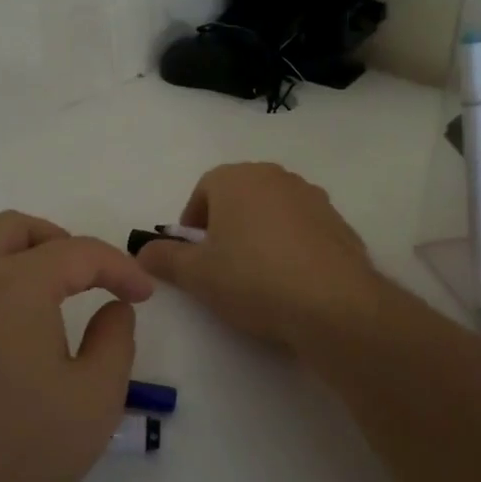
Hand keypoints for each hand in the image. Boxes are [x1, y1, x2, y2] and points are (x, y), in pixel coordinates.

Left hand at [0, 211, 153, 481]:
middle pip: (16, 228)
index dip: (118, 267)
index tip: (141, 294)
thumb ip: (116, 339)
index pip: (78, 252)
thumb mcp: (95, 400)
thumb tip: (114, 307)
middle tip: (90, 278)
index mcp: (14, 283)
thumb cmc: (18, 455)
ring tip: (36, 288)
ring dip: (11, 251)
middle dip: (62, 243)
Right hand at [136, 163, 380, 356]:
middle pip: (239, 197)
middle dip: (225, 227)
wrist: (333, 305)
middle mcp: (276, 176)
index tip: (193, 257)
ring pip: (272, 212)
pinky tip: (291, 283)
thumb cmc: (253, 279)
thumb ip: (164, 258)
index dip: (192, 224)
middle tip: (221, 268)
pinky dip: (291, 247)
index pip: (203, 190)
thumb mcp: (196, 274)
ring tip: (258, 278)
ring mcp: (312, 197)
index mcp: (237, 178)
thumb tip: (142, 251)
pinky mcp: (338, 223)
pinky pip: (302, 230)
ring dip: (259, 235)